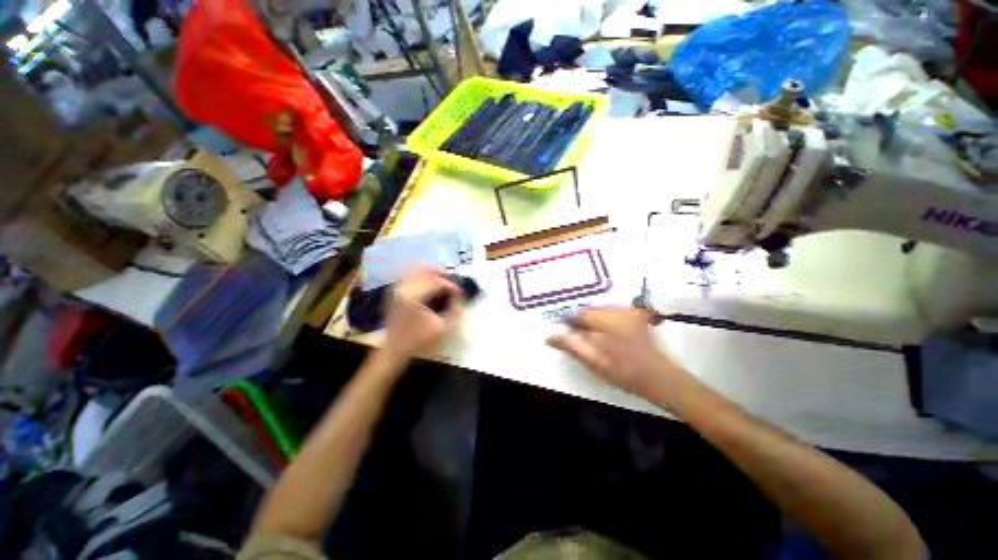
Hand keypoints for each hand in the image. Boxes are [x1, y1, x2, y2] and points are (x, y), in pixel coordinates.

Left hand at [384, 268, 464, 358]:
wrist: (394, 350)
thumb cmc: (418, 340)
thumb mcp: (441, 327)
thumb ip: (454, 309)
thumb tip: (459, 295)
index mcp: (413, 296)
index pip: (436, 282)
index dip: (450, 285)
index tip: (459, 292)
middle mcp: (402, 288)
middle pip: (424, 271)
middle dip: (440, 274)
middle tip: (452, 278)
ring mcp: (396, 289)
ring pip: (415, 271)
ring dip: (430, 273)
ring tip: (442, 279)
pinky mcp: (394, 293)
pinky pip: (408, 277)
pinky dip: (420, 277)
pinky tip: (429, 284)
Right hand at [547, 307, 697, 412]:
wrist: (661, 378)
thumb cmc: (626, 373)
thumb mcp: (594, 363)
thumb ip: (571, 346)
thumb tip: (549, 336)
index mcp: (605, 320)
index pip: (578, 314)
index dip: (569, 323)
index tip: (566, 333)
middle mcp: (617, 310)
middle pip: (589, 310)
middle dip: (582, 322)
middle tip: (581, 339)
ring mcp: (629, 311)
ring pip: (600, 311)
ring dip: (593, 321)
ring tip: (595, 339)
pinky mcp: (636, 315)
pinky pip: (612, 313)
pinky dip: (605, 321)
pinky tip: (609, 336)